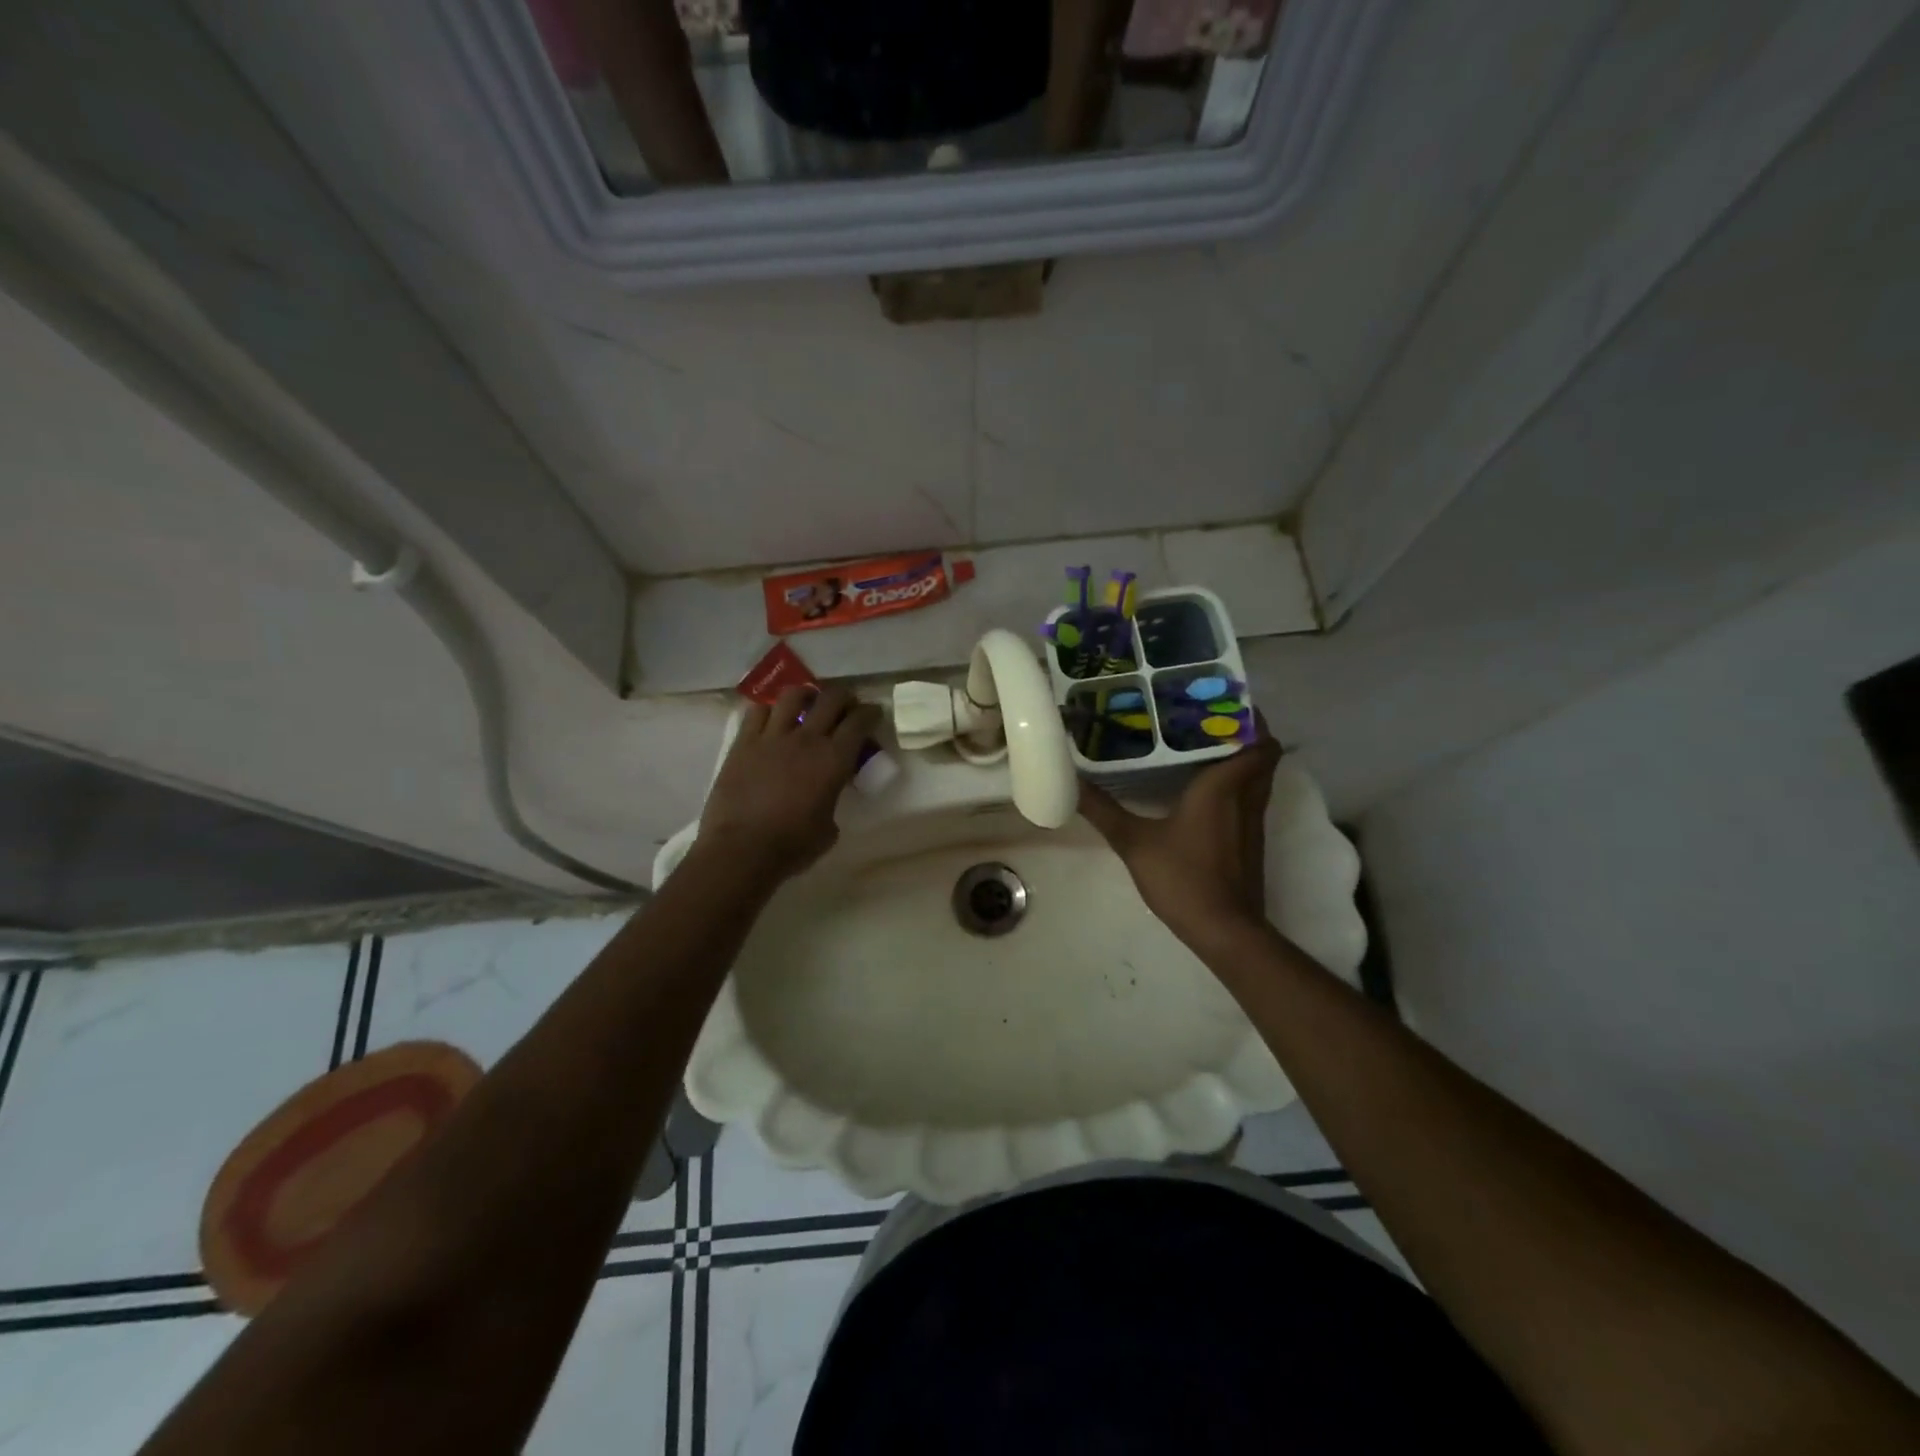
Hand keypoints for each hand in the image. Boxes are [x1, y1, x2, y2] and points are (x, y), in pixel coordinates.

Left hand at [697, 685, 880, 881]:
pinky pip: (757, 711)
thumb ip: (832, 799)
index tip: (874, 713)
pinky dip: (770, 710)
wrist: (741, 850)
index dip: (871, 713)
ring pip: (793, 696)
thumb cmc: (792, 846)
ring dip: (806, 695)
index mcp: (834, 760)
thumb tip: (826, 793)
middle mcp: (806, 739)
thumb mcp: (829, 827)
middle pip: (831, 698)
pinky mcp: (743, 743)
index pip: (859, 722)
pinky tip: (773, 718)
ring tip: (808, 703)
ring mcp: (772, 737)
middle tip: (846, 705)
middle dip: (844, 697)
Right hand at [1078, 720, 1280, 950]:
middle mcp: (1246, 797)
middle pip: (1263, 752)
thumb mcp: (1134, 842)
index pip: (1256, 739)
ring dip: (1242, 757)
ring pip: (1259, 776)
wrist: (1225, 929)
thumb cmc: (1183, 878)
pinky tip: (1204, 790)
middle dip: (1243, 731)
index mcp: (1223, 786)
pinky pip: (1251, 797)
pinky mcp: (1251, 841)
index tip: (1219, 701)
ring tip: (1201, 746)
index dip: (1247, 717)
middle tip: (1204, 719)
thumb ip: (1103, 810)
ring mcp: (1253, 821)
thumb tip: (1071, 783)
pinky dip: (1237, 784)